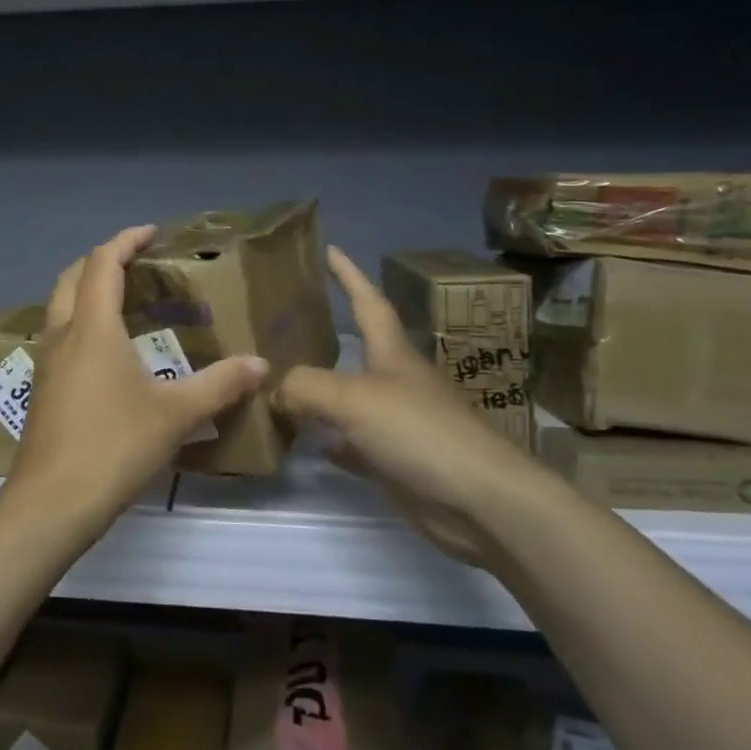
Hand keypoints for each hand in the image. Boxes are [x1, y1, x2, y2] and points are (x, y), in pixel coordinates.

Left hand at [3, 226, 268, 538]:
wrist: (52, 502)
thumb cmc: (114, 446)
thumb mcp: (175, 414)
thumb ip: (220, 384)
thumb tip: (261, 364)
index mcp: (92, 327)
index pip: (102, 263)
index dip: (125, 241)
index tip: (152, 233)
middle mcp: (62, 335)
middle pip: (71, 278)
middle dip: (101, 261)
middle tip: (137, 263)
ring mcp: (47, 364)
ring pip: (60, 308)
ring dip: (87, 293)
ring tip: (126, 302)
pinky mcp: (43, 390)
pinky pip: (60, 338)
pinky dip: (82, 324)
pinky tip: (109, 353)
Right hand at [274, 247, 545, 561]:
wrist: (478, 500)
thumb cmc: (418, 431)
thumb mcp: (351, 398)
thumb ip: (304, 386)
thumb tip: (272, 389)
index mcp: (393, 354)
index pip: (368, 301)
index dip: (349, 275)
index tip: (331, 249)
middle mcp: (397, 382)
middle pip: (360, 350)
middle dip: (328, 335)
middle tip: (286, 326)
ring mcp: (401, 423)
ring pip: (352, 399)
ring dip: (323, 392)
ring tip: (283, 385)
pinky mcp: (400, 461)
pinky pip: (356, 444)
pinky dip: (333, 440)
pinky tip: (311, 443)